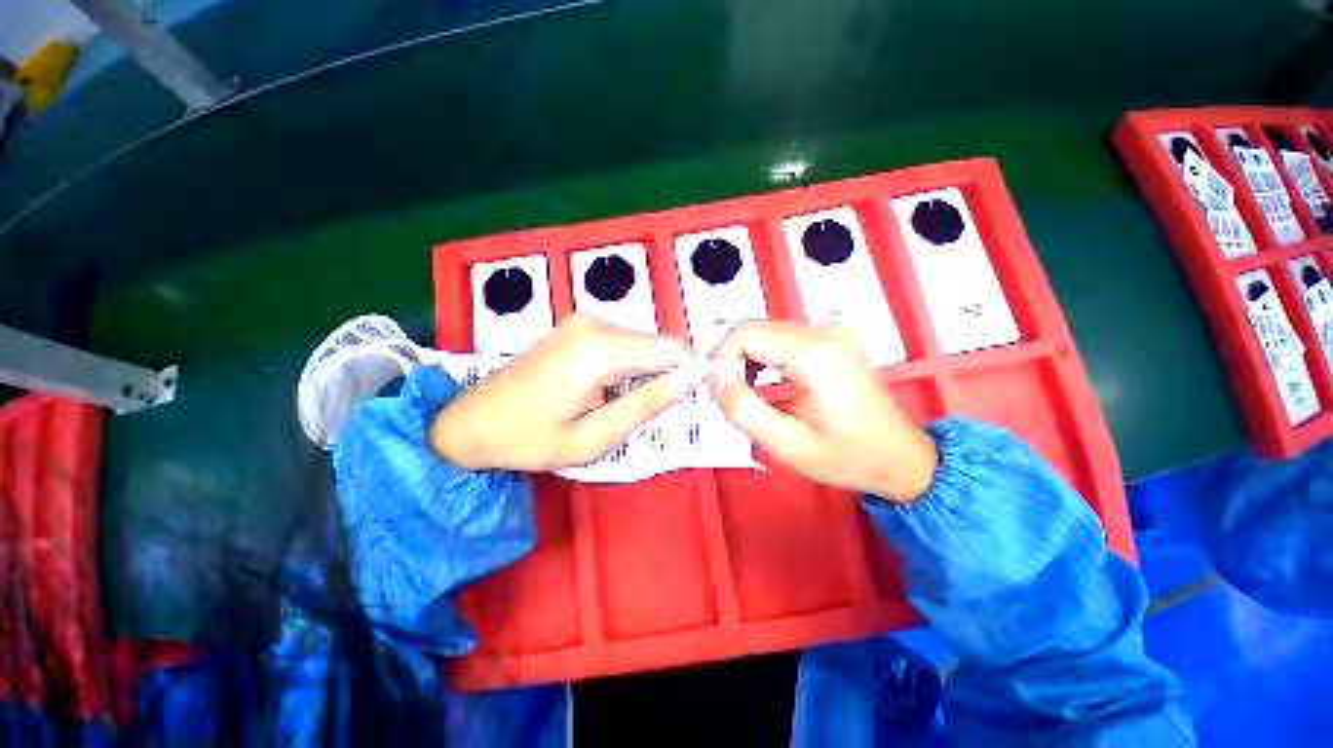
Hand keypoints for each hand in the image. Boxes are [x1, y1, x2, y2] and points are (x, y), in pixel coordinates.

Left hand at [430, 315, 695, 470]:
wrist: (470, 422)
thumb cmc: (529, 438)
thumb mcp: (593, 438)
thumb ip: (645, 406)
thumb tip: (687, 382)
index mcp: (600, 349)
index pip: (672, 347)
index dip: (687, 373)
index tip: (681, 402)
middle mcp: (596, 324)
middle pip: (657, 345)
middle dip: (661, 377)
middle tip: (641, 413)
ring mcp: (584, 321)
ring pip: (640, 345)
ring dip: (641, 374)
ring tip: (614, 404)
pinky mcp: (577, 327)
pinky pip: (621, 343)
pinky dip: (624, 367)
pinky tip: (600, 390)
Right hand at [709, 321, 937, 502]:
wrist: (900, 458)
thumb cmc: (847, 457)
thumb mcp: (788, 444)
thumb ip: (744, 410)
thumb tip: (713, 378)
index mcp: (816, 354)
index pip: (748, 334)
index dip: (720, 356)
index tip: (712, 388)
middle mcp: (825, 332)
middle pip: (756, 329)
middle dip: (731, 359)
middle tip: (725, 395)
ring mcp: (831, 332)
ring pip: (766, 332)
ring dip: (746, 358)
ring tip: (744, 392)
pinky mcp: (832, 338)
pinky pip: (782, 338)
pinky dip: (763, 357)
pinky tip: (764, 382)